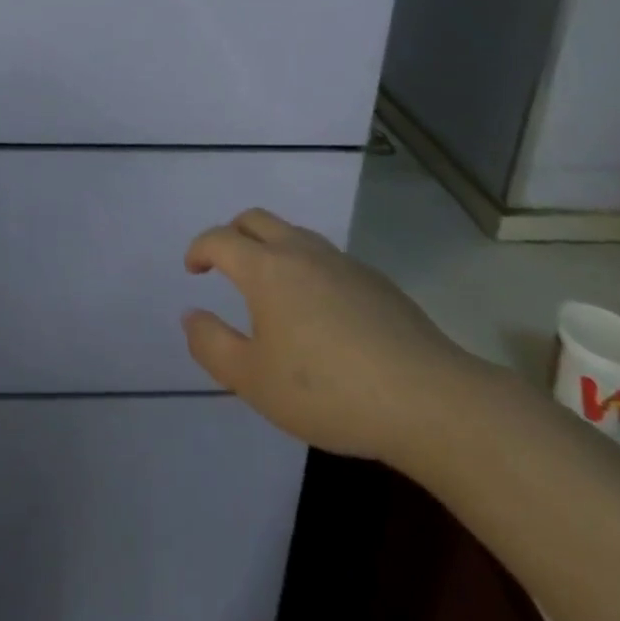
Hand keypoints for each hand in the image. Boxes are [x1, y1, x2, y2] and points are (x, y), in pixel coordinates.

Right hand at [182, 208, 478, 467]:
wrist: (428, 400)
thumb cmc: (328, 391)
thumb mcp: (253, 381)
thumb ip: (212, 345)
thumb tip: (191, 316)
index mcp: (266, 268)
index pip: (220, 239)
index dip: (199, 249)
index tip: (193, 270)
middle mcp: (301, 252)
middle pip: (255, 219)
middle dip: (232, 234)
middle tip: (225, 264)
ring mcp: (343, 263)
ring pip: (294, 234)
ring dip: (271, 247)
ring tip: (271, 286)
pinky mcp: (376, 281)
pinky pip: (328, 259)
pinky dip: (308, 268)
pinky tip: (321, 312)